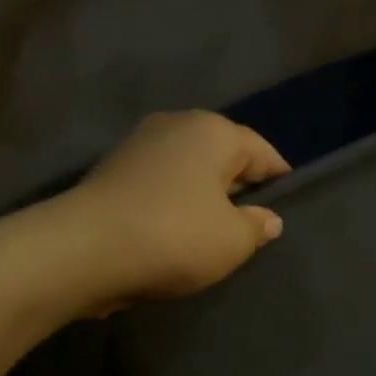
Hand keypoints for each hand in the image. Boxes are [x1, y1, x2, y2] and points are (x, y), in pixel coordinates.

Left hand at [68, 111, 289, 307]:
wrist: (85, 249)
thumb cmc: (174, 237)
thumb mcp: (232, 241)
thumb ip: (257, 227)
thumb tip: (267, 218)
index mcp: (214, 131)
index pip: (262, 151)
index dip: (280, 179)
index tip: (289, 205)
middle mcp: (176, 125)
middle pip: (223, 156)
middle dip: (240, 187)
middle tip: (252, 224)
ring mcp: (139, 145)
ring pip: (189, 171)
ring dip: (203, 197)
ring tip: (214, 233)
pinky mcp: (113, 171)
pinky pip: (161, 185)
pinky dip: (174, 204)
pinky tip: (177, 233)